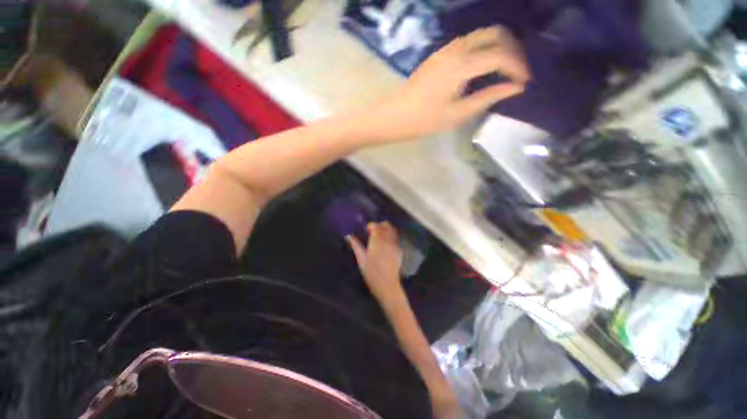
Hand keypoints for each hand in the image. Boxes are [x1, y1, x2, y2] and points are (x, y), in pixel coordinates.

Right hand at [346, 222, 404, 302]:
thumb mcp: (361, 259)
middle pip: (385, 225)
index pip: (375, 226)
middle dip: (378, 225)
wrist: (387, 285)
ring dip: (385, 229)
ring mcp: (395, 244)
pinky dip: (390, 235)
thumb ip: (356, 245)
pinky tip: (385, 243)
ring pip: (392, 230)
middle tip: (372, 232)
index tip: (365, 231)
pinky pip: (395, 237)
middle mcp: (388, 240)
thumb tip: (348, 235)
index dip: (370, 226)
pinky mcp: (399, 249)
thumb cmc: (371, 273)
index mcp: (377, 241)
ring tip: (378, 236)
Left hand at [375, 26, 529, 139]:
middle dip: (512, 50)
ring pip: (482, 35)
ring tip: (504, 70)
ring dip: (498, 46)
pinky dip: (483, 48)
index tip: (524, 83)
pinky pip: (469, 42)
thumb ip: (487, 97)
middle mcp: (456, 49)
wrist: (395, 116)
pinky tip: (484, 66)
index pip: (500, 55)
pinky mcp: (439, 54)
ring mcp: (446, 49)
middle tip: (517, 72)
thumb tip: (514, 88)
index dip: (517, 67)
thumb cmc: (424, 120)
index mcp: (461, 65)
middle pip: (495, 34)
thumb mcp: (457, 114)